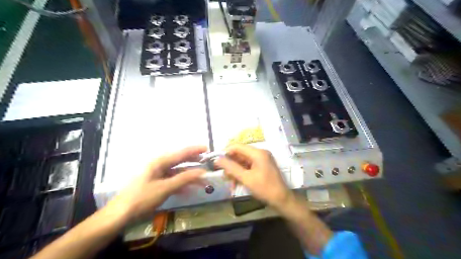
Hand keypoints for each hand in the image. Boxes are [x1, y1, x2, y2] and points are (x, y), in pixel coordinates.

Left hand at [104, 145, 207, 222]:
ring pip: (178, 171)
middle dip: (193, 161)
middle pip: (180, 160)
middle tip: (207, 161)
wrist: (121, 214)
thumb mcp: (165, 188)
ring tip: (202, 177)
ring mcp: (158, 174)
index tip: (207, 148)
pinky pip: (173, 180)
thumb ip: (184, 178)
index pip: (181, 153)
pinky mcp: (157, 183)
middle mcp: (159, 165)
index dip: (194, 150)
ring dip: (189, 174)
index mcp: (159, 162)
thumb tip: (202, 171)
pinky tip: (189, 188)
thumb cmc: (142, 198)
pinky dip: (182, 183)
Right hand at [214, 145, 292, 209]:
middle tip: (223, 175)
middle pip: (240, 154)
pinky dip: (241, 173)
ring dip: (235, 170)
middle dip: (230, 164)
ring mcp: (262, 160)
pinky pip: (248, 166)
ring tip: (229, 181)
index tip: (216, 161)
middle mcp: (260, 153)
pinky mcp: (262, 166)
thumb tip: (217, 159)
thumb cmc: (264, 188)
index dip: (225, 152)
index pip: (237, 146)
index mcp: (258, 153)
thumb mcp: (246, 178)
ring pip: (243, 161)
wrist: (282, 200)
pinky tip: (236, 183)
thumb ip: (231, 168)